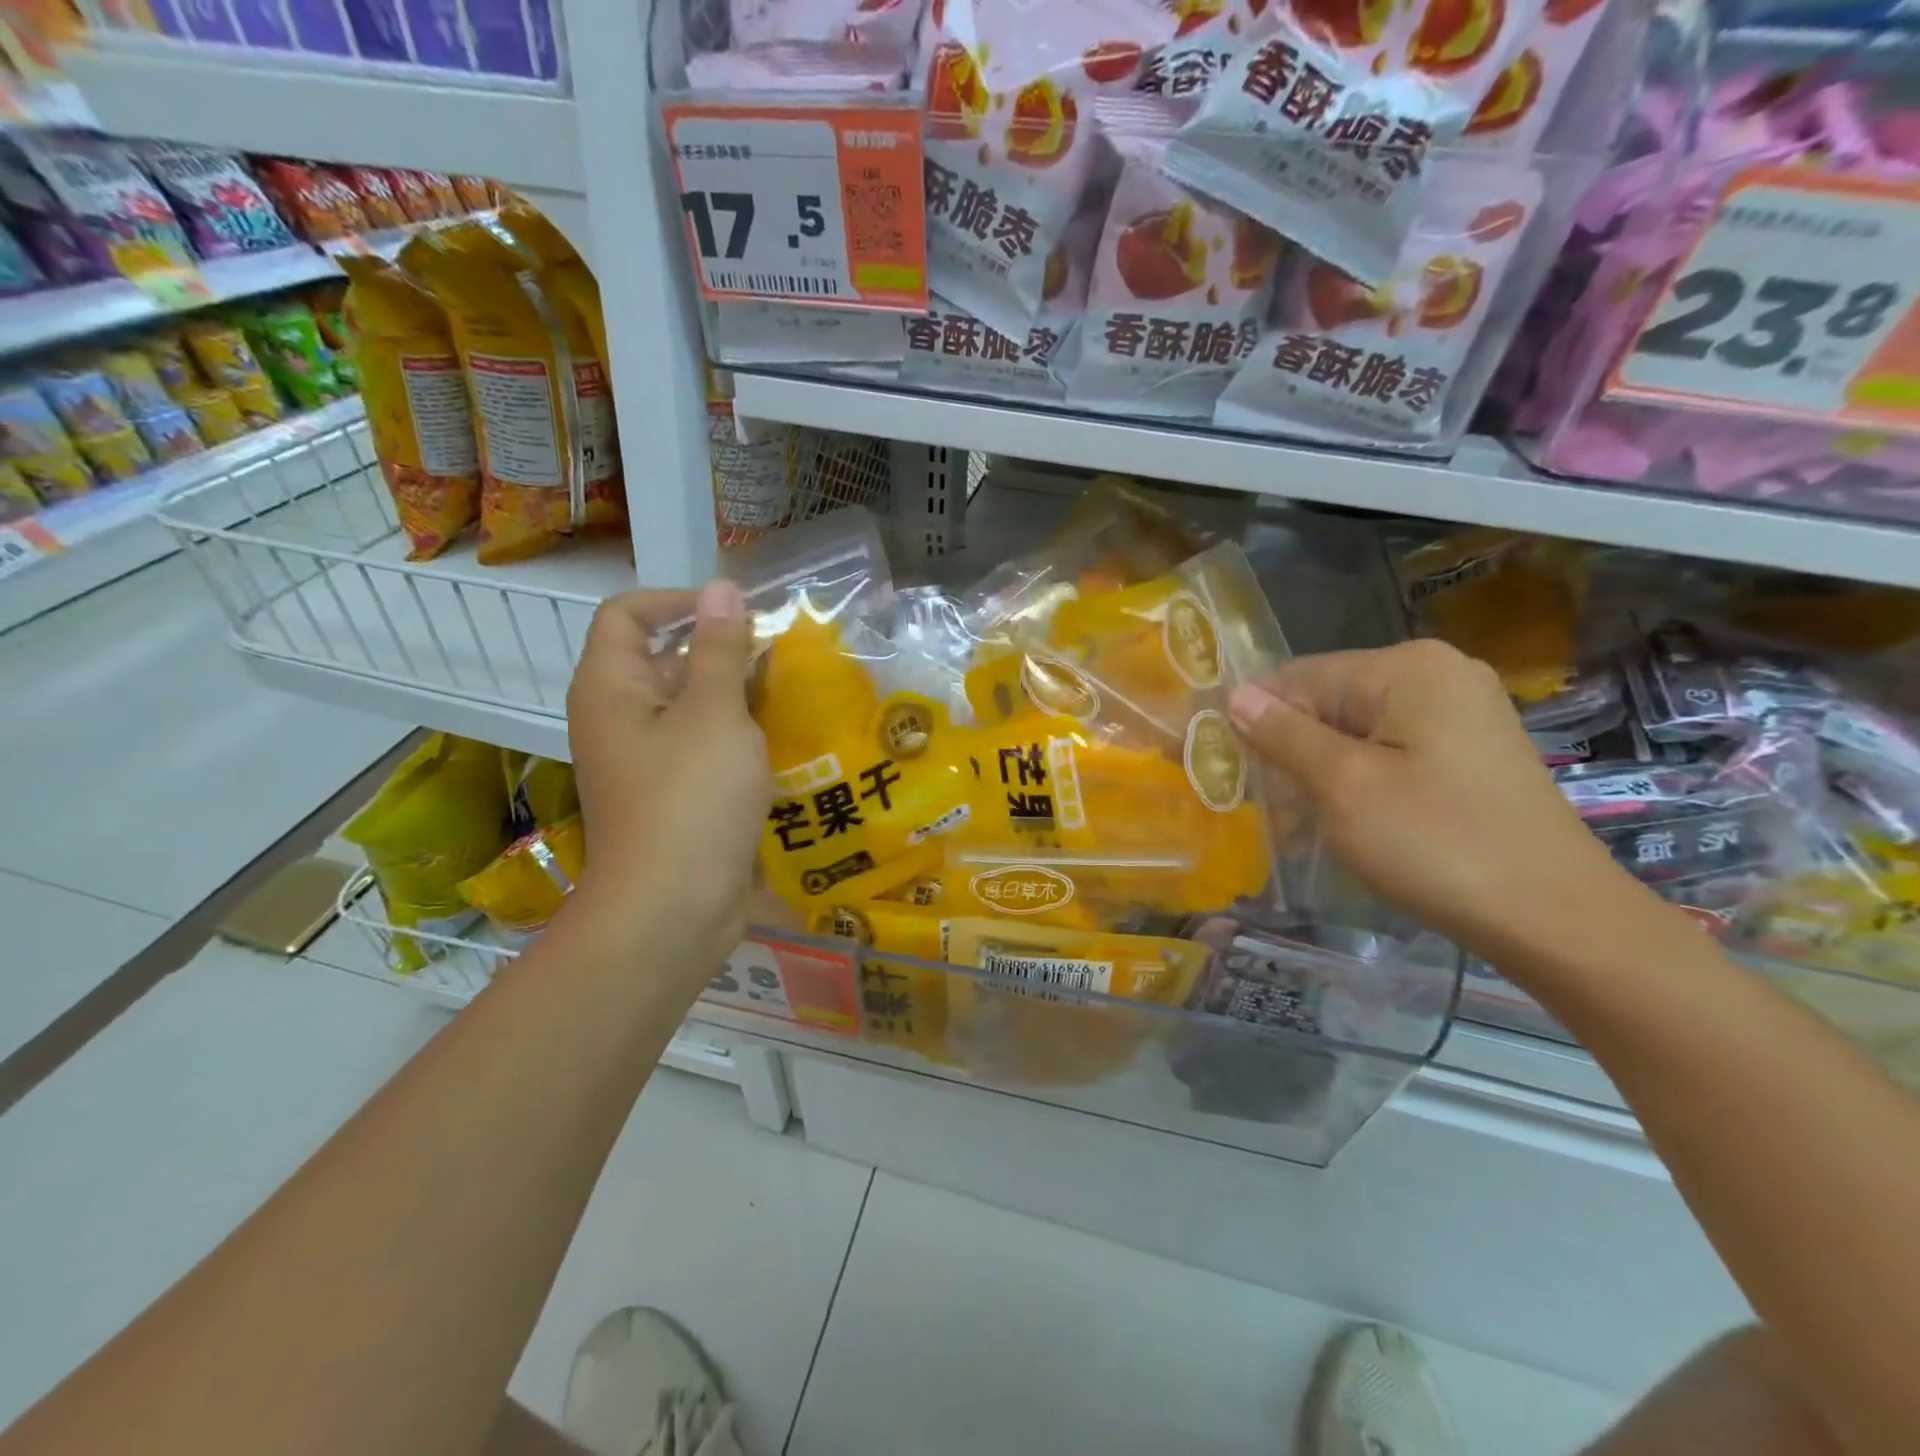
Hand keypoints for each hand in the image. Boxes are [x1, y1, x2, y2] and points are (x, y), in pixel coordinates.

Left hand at [565, 581, 769, 975]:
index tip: (736, 611)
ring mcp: (647, 762)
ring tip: (791, 692)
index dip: (678, 601)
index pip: (627, 615)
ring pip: (692, 708)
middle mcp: (620, 719)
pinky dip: (738, 737)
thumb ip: (719, 649)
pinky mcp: (675, 796)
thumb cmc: (690, 800)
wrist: (672, 911)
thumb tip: (721, 588)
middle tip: (780, 653)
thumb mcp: (714, 714)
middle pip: (664, 660)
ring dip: (738, 696)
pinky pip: (705, 748)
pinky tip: (782, 741)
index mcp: (611, 689)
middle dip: (722, 650)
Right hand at [1228, 639, 1658, 964]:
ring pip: (1357, 730)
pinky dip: (1357, 780)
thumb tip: (1236, 694)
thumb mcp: (1344, 785)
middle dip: (1290, 747)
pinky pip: (1390, 751)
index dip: (1256, 717)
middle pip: (1331, 701)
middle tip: (1258, 801)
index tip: (1221, 764)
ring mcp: (1461, 714)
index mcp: (1408, 668)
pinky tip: (1340, 819)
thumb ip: (1284, 735)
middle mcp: (1438, 675)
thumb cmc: (1437, 843)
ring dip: (1319, 769)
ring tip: (1292, 818)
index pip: (1301, 676)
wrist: (1555, 918)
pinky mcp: (1470, 752)